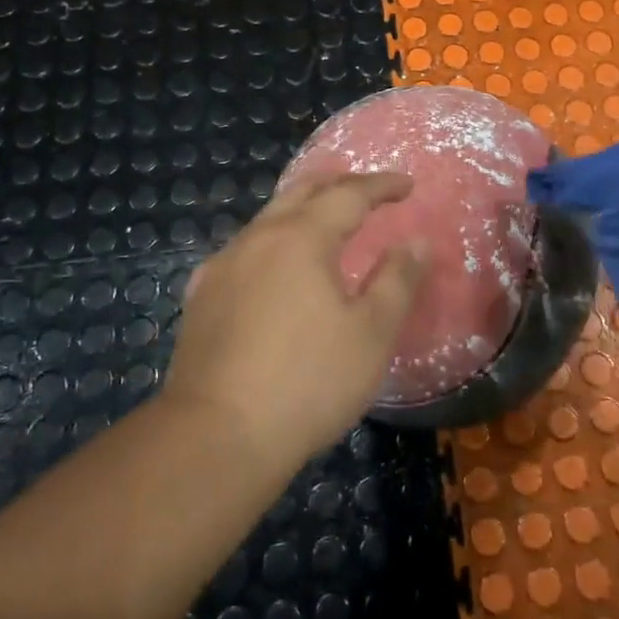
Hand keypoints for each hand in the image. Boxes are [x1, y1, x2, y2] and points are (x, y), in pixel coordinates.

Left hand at [164, 173, 427, 470]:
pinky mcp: (201, 297)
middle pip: (301, 192)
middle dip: (337, 183)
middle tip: (365, 188)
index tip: (407, 185)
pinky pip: (243, 250)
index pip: (348, 194)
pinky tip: (271, 265)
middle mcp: (258, 238)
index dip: (381, 185)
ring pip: (267, 219)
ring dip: (301, 209)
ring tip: (323, 219)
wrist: (215, 435)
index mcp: (302, 238)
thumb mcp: (371, 333)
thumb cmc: (308, 382)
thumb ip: (397, 280)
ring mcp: (223, 266)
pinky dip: (271, 242)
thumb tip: (417, 241)